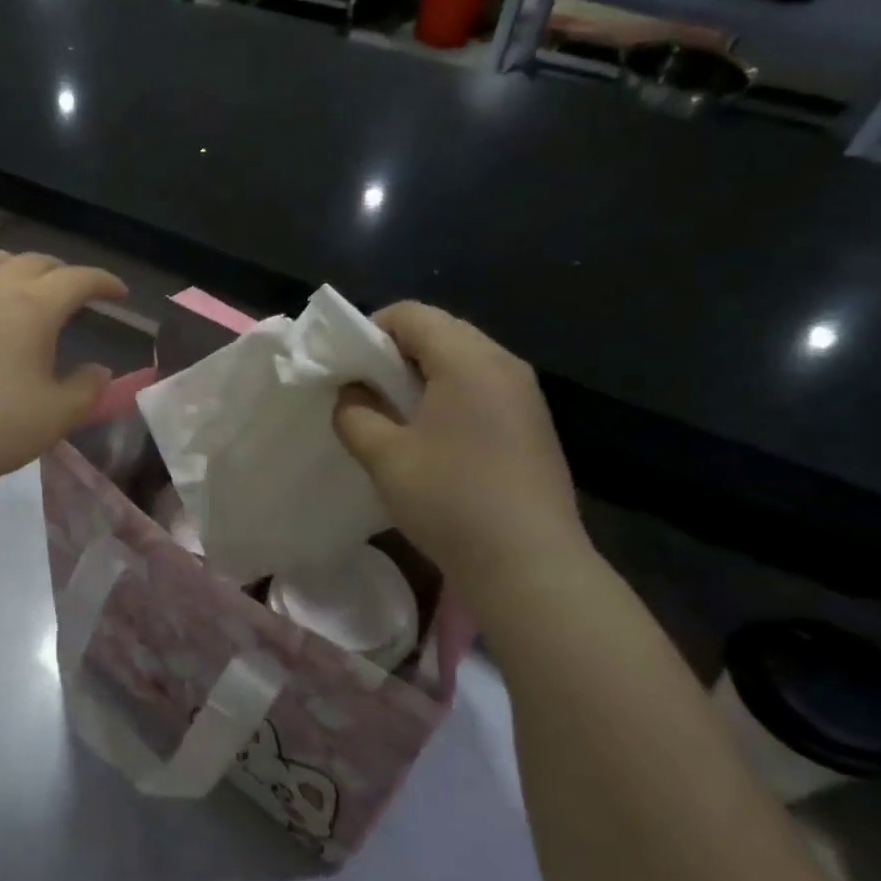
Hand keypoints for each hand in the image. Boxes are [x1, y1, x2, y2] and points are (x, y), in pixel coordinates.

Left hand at [0, 250, 125, 496]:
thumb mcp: (58, 414)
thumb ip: (87, 388)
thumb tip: (99, 371)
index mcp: (34, 306)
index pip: (78, 279)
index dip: (104, 281)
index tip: (120, 293)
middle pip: (34, 261)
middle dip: (62, 271)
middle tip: (75, 291)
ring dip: (14, 265)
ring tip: (23, 283)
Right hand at [333, 303, 589, 601]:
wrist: (530, 565)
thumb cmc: (450, 501)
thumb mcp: (384, 457)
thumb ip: (355, 414)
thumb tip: (352, 392)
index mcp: (468, 359)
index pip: (411, 314)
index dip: (370, 330)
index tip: (347, 367)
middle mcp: (503, 363)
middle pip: (441, 331)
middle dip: (396, 353)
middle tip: (367, 392)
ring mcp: (525, 394)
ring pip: (463, 360)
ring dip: (423, 376)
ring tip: (397, 416)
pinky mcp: (533, 424)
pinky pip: (483, 388)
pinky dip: (450, 396)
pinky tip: (435, 439)